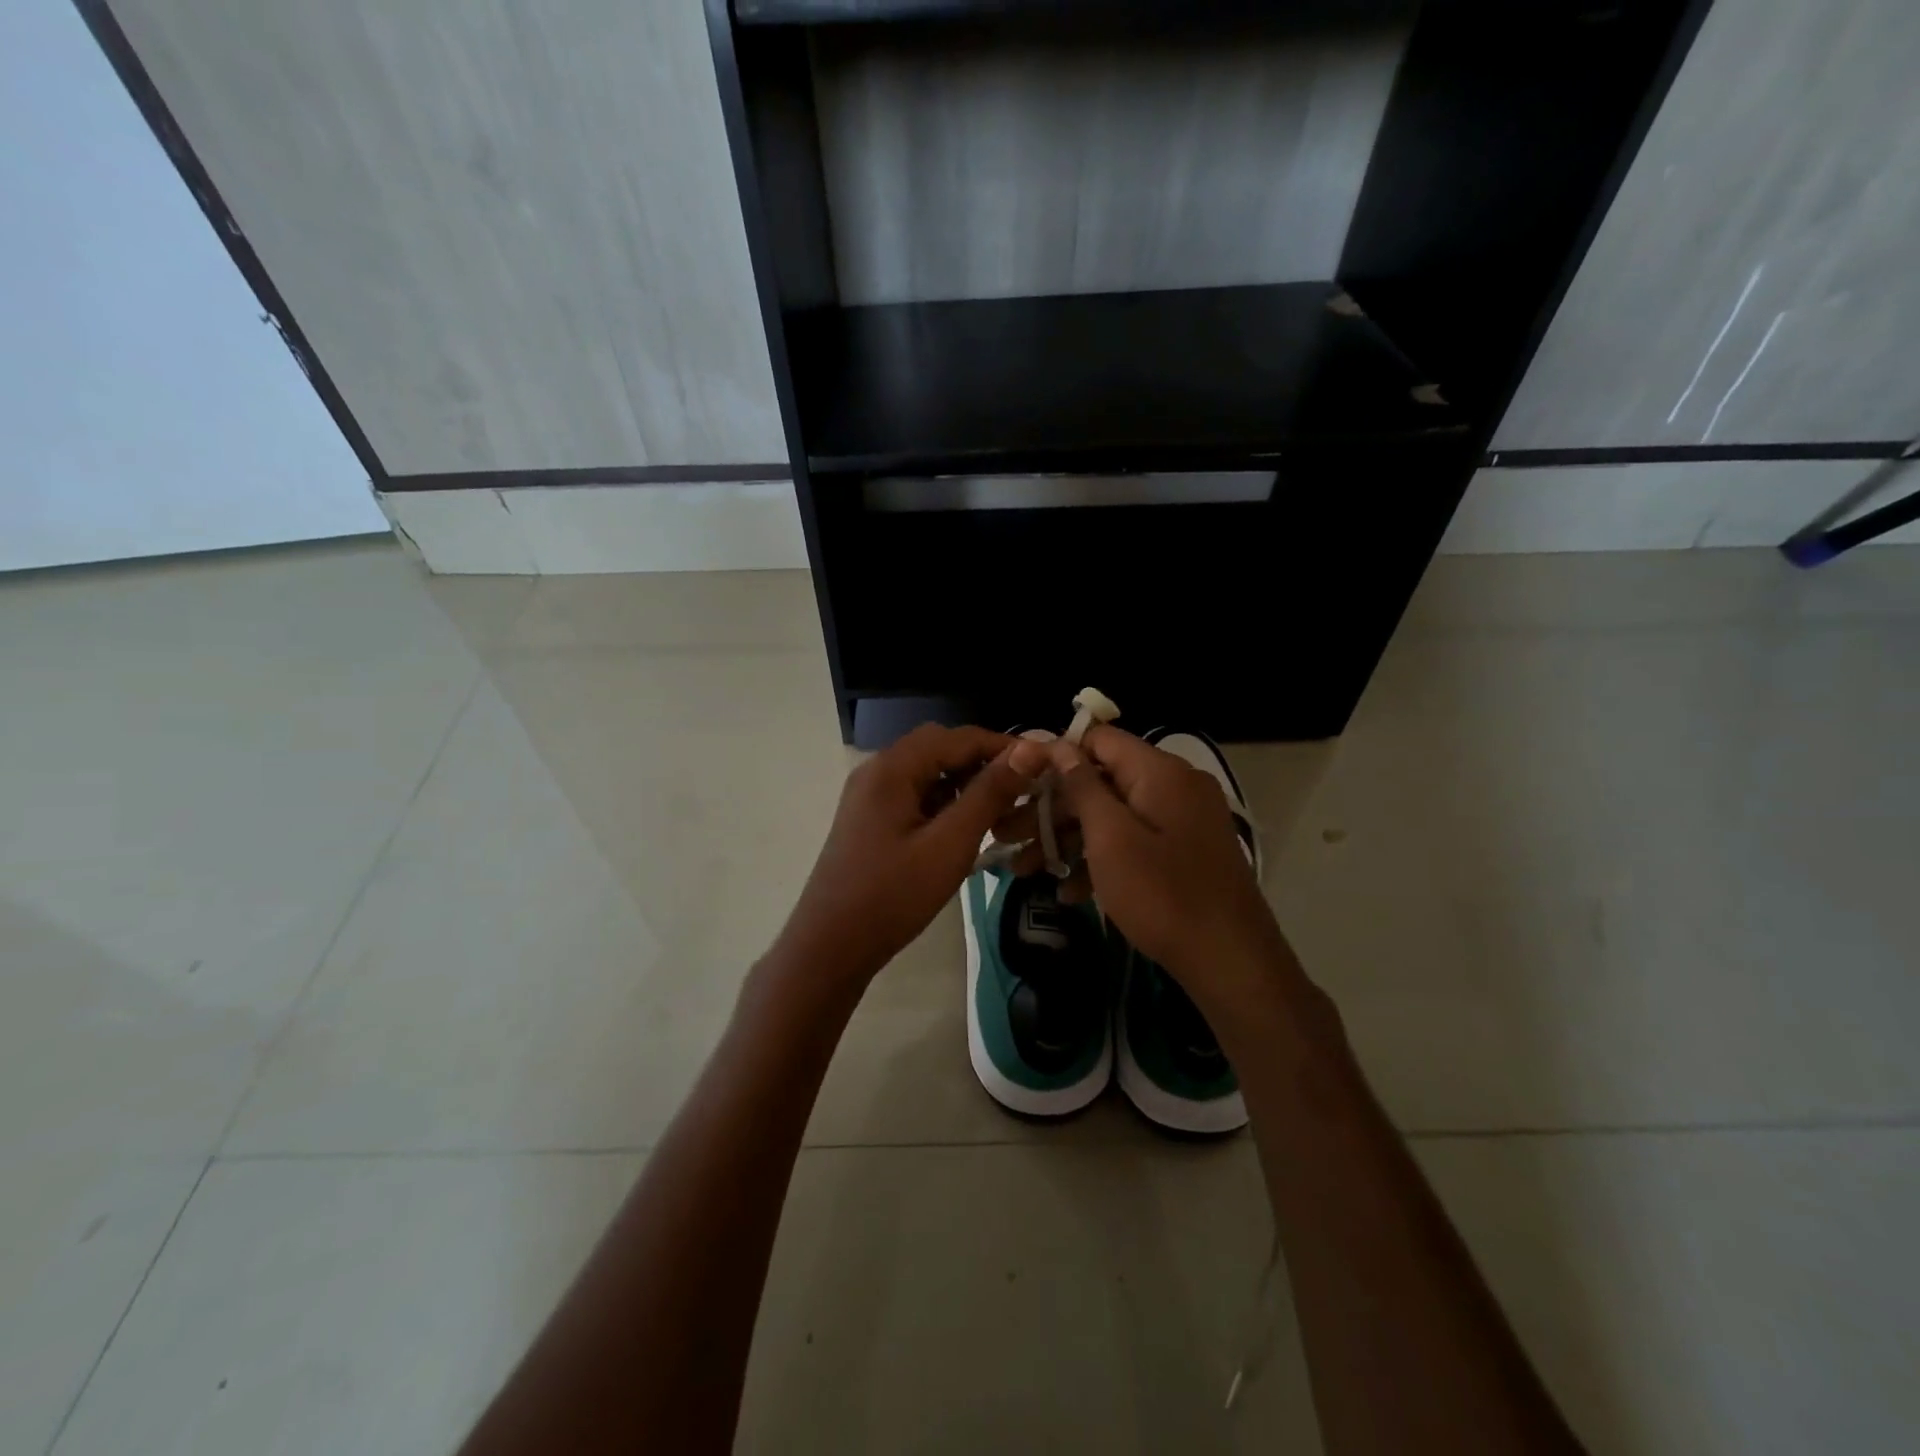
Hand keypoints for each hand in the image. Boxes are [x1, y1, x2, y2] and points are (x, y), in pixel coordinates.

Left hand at [776, 725, 1051, 991]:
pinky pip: (914, 794)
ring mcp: (870, 794)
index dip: (1002, 746)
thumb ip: (989, 794)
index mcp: (892, 767)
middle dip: (982, 763)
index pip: (958, 736)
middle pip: (940, 748)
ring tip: (1001, 811)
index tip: (1041, 766)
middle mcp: (877, 770)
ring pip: (927, 772)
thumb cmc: (892, 895)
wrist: (830, 947)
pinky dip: (944, 801)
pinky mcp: (870, 818)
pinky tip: (966, 828)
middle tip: (1021, 790)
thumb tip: (1028, 751)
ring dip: (964, 783)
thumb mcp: (949, 844)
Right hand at [997, 726, 1289, 1016]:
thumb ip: (1083, 786)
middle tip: (1010, 836)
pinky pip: (1133, 841)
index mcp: (1160, 771)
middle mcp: (1174, 786)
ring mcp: (1181, 820)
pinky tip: (1069, 892)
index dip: (1055, 755)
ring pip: (1113, 815)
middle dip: (1053, 808)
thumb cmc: (1163, 895)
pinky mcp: (1183, 852)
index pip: (1099, 739)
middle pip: (1101, 780)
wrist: (1231, 961)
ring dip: (1069, 839)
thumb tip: (1059, 744)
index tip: (1017, 781)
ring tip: (1025, 870)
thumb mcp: (1111, 838)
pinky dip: (1101, 858)